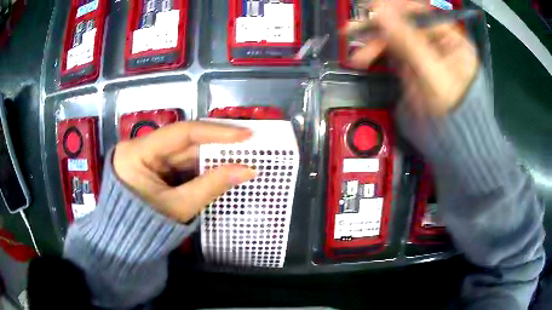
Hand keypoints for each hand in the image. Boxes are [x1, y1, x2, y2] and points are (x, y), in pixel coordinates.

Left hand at [113, 121, 256, 222]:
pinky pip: (181, 162)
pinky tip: (220, 166)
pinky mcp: (153, 167)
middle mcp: (141, 147)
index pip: (181, 133)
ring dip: (211, 155)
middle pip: (184, 141)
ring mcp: (147, 157)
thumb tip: (247, 170)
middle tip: (248, 142)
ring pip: (184, 151)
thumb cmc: (146, 228)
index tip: (245, 134)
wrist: (126, 244)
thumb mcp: (179, 207)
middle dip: (216, 144)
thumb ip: (211, 185)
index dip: (215, 132)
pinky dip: (201, 166)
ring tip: (240, 154)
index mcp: (138, 152)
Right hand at [348, 0, 479, 116]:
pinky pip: (392, 51)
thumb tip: (381, 12)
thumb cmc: (453, 110)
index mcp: (452, 39)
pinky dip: (377, 53)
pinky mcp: (413, 63)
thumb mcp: (433, 74)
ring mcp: (424, 51)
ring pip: (395, 37)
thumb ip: (408, 41)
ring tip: (357, 52)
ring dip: (374, 42)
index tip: (372, 11)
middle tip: (355, 30)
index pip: (420, 12)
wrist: (452, 141)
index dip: (395, 9)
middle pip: (405, 24)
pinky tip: (364, 57)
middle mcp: (438, 41)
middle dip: (380, 28)